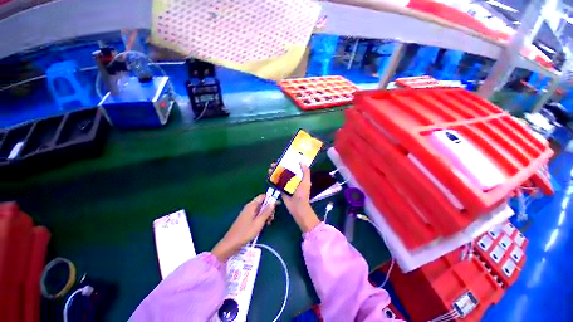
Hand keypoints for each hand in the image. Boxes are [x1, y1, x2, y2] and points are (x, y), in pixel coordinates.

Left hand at [211, 195, 275, 261]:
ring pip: (259, 210)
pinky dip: (261, 218)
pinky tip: (263, 225)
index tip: (277, 205)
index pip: (263, 196)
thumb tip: (273, 202)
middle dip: (268, 208)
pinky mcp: (246, 219)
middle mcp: (249, 207)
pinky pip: (256, 215)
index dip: (270, 199)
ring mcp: (247, 213)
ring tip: (268, 223)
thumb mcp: (259, 222)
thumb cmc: (246, 232)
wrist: (231, 243)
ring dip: (265, 214)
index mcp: (252, 205)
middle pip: (262, 203)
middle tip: (272, 218)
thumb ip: (267, 212)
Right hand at [270, 162, 319, 232]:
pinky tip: (269, 174)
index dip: (289, 162)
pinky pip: (277, 182)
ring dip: (275, 171)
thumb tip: (302, 161)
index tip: (284, 158)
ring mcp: (286, 184)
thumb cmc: (303, 194)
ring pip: (280, 175)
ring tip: (271, 167)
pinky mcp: (281, 188)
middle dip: (280, 166)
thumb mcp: (306, 182)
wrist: (297, 207)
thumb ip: (305, 172)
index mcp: (299, 177)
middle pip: (286, 170)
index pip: (294, 167)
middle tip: (275, 162)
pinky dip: (273, 178)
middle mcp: (293, 179)